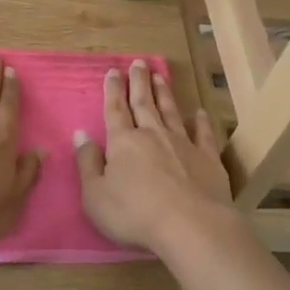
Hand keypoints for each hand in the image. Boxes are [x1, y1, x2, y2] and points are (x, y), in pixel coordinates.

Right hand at [76, 60, 232, 252]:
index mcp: (123, 142)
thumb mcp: (95, 196)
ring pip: (171, 112)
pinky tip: (200, 113)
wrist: (191, 227)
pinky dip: (201, 122)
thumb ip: (87, 163)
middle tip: (139, 63)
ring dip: (164, 93)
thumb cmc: (134, 214)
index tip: (113, 70)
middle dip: (139, 82)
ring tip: (160, 76)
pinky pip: (203, 134)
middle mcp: (152, 135)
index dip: (113, 90)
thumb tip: (81, 134)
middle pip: (143, 103)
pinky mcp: (208, 159)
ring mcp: (183, 144)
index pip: (115, 110)